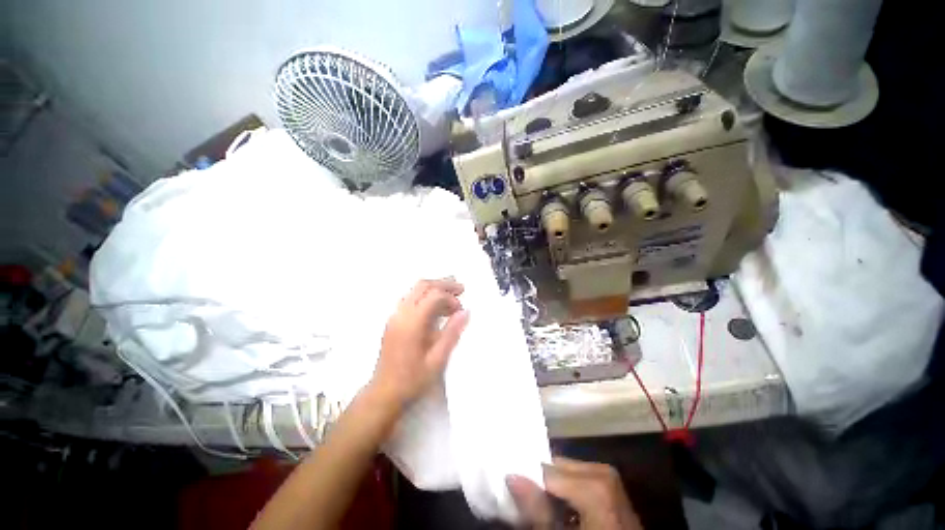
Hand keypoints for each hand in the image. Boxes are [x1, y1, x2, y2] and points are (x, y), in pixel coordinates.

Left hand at [369, 278, 469, 409]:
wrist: (383, 393)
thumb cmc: (412, 379)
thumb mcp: (437, 359)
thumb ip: (452, 333)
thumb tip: (466, 312)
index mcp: (412, 322)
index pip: (433, 295)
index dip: (450, 298)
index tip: (461, 310)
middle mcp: (401, 313)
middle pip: (423, 286)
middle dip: (443, 284)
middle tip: (460, 289)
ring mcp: (395, 315)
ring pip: (416, 290)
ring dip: (434, 289)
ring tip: (452, 296)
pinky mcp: (393, 320)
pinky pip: (411, 299)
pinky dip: (426, 297)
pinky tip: (436, 308)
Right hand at [507, 457, 641, 529]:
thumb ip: (538, 510)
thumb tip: (511, 476)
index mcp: (594, 487)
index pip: (547, 472)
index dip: (528, 478)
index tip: (511, 484)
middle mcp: (603, 472)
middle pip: (558, 467)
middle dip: (543, 480)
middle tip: (527, 496)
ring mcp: (610, 476)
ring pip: (568, 468)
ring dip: (555, 483)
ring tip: (545, 503)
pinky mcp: (611, 483)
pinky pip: (580, 474)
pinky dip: (568, 486)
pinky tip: (563, 503)